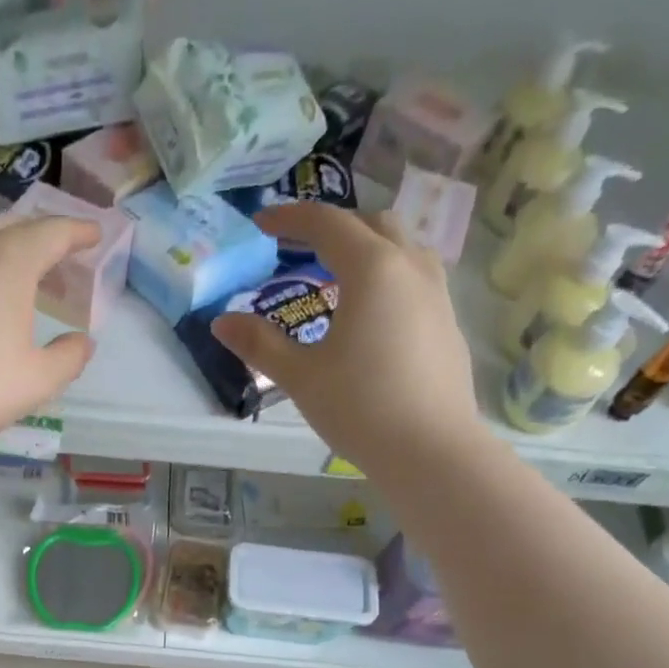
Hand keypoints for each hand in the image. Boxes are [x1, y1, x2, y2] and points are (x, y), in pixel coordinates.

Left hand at [0, 214, 99, 456]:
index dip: (78, 232)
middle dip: (39, 240)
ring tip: (5, 283)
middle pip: (11, 226)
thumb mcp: (37, 383)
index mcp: (8, 261)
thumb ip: (69, 358)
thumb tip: (82, 342)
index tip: (93, 235)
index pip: (53, 232)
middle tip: (54, 266)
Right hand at [210, 205, 481, 468]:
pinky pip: (415, 278)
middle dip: (332, 227)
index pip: (327, 223)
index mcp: (372, 269)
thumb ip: (260, 344)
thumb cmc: (360, 407)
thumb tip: (221, 322)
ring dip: (366, 247)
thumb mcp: (300, 376)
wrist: (430, 450)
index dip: (290, 218)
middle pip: (371, 224)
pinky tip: (370, 314)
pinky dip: (387, 276)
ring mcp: (437, 293)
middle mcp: (410, 267)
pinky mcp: (447, 322)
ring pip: (402, 247)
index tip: (261, 222)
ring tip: (335, 275)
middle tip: (298, 247)